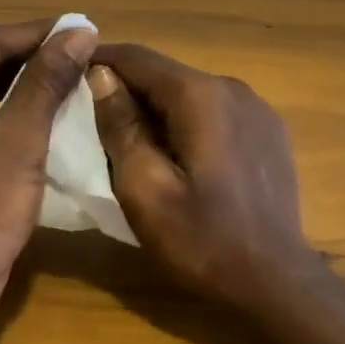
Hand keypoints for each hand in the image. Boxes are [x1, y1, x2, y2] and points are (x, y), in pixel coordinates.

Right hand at [88, 44, 328, 314]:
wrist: (277, 285)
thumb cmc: (201, 240)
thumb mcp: (144, 189)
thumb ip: (120, 126)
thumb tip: (101, 75)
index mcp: (200, 96)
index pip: (138, 58)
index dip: (99, 61)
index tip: (68, 73)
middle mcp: (233, 88)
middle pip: (166, 75)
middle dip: (127, 89)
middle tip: (92, 117)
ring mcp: (258, 109)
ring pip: (191, 93)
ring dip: (158, 108)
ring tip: (130, 139)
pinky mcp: (270, 132)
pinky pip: (216, 112)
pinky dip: (188, 121)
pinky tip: (178, 155)